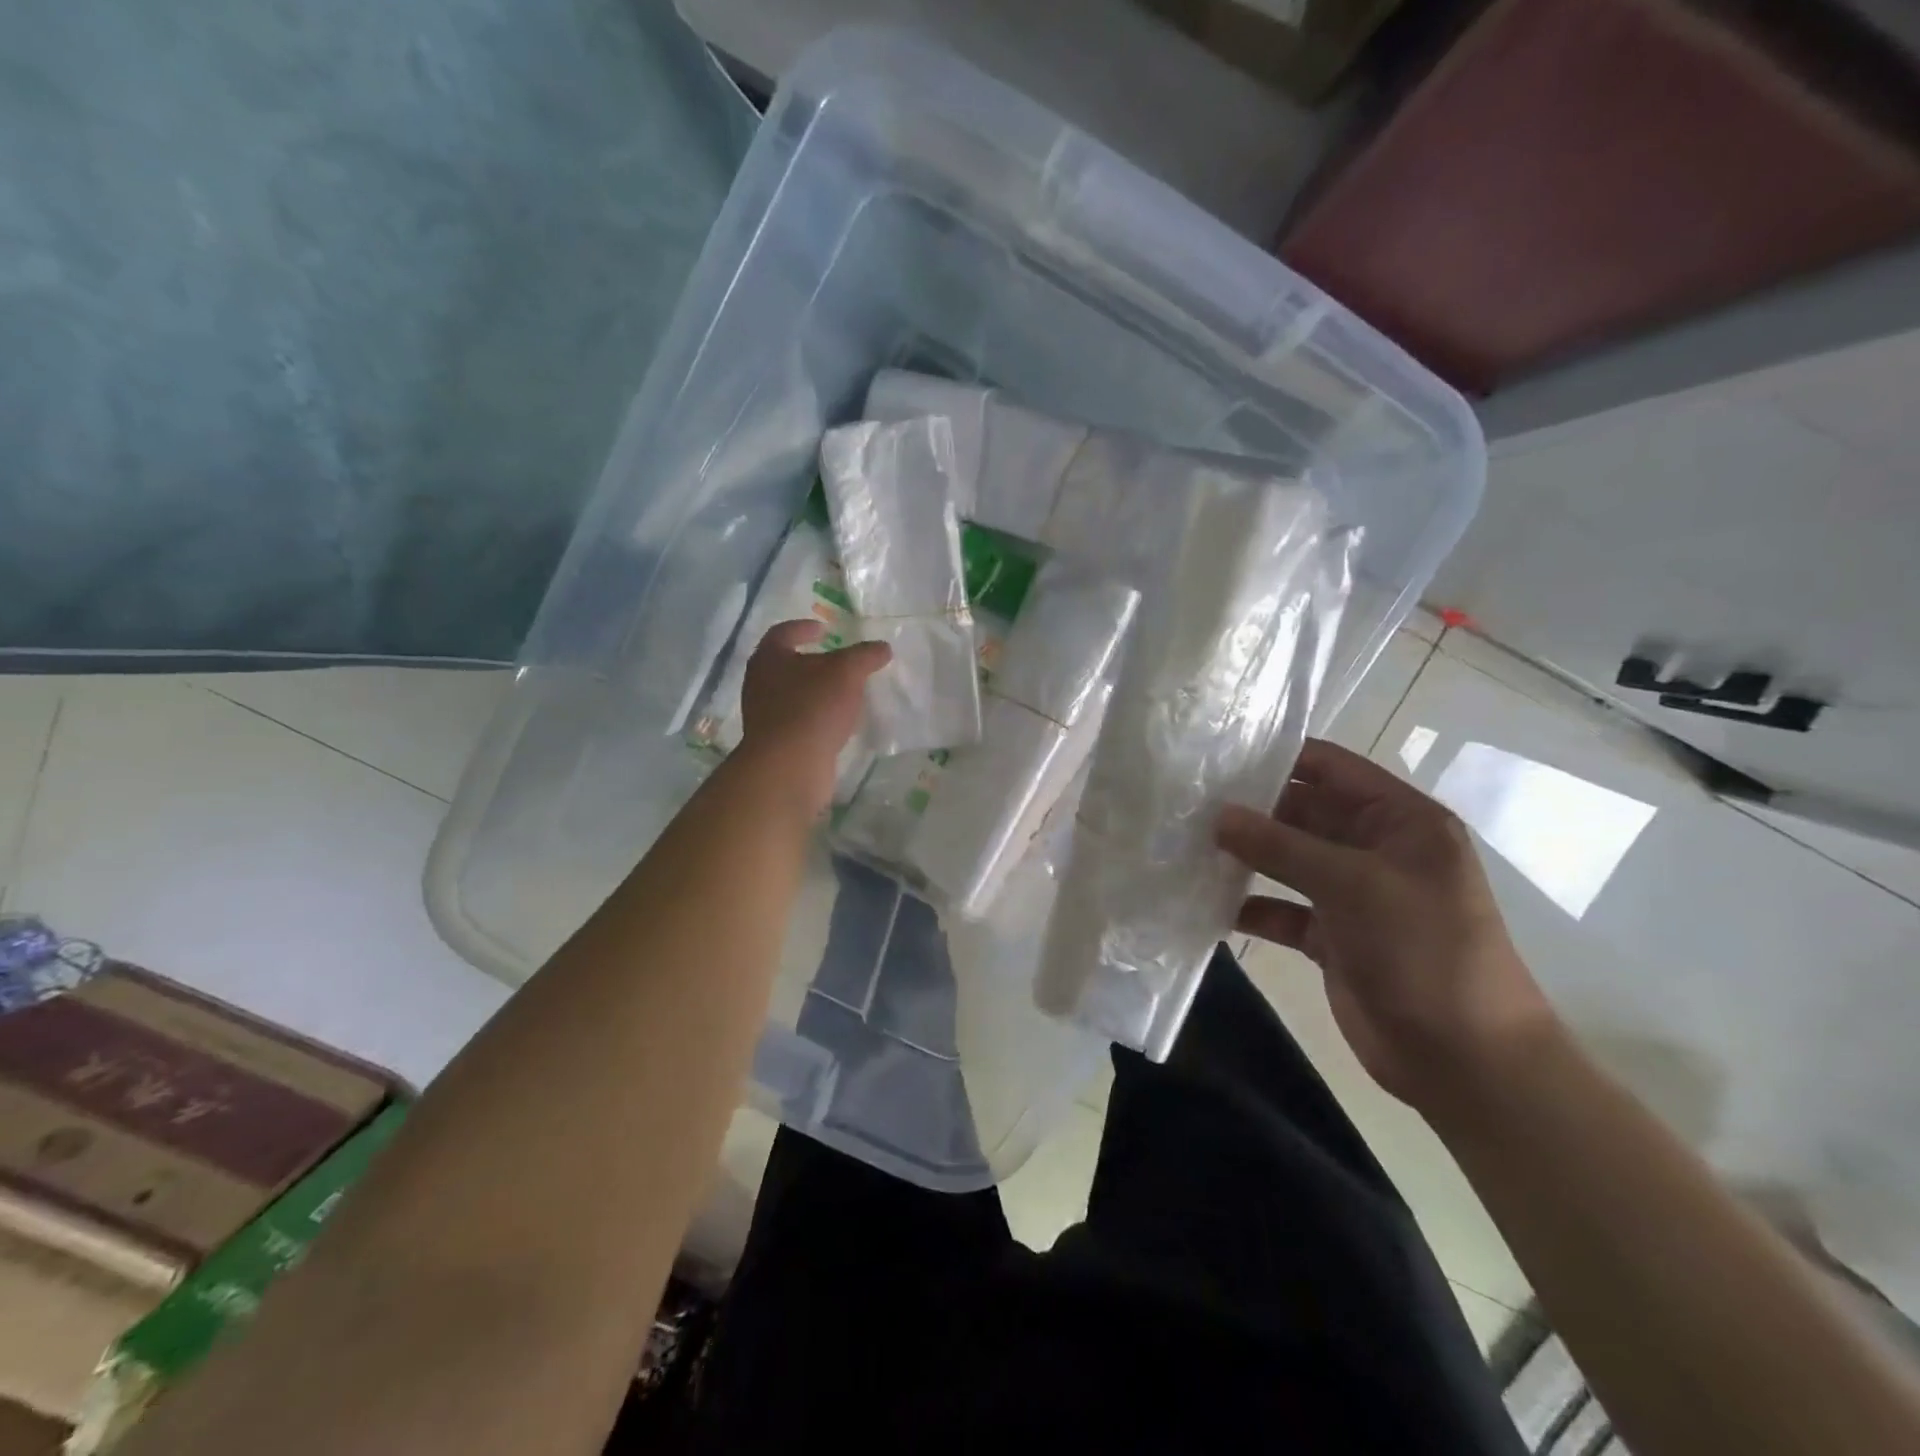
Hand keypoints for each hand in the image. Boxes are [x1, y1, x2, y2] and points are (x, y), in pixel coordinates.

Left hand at [738, 620, 889, 815]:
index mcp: (769, 658)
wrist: (789, 767)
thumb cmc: (813, 708)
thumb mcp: (846, 673)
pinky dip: (818, 717)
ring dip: (817, 692)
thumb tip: (882, 647)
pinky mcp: (777, 743)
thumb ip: (865, 656)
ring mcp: (766, 716)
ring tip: (846, 693)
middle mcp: (760, 684)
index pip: (784, 633)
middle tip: (841, 661)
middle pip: (787, 665)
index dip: (805, 628)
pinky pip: (800, 721)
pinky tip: (838, 722)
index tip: (825, 629)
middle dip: (814, 662)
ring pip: (794, 695)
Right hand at [1214, 738, 1554, 1110]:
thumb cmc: (1423, 951)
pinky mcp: (1332, 936)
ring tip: (1186, 843)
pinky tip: (1206, 901)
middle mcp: (1375, 849)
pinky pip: (1282, 908)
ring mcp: (1353, 894)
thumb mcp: (1353, 885)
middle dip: (1251, 808)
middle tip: (1188, 801)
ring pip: (1288, 861)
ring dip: (1246, 855)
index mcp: (1400, 821)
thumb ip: (1281, 846)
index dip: (1280, 756)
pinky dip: (1250, 905)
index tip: (1217, 754)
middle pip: (1304, 812)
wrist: (1465, 1060)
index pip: (1333, 768)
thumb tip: (1218, 814)